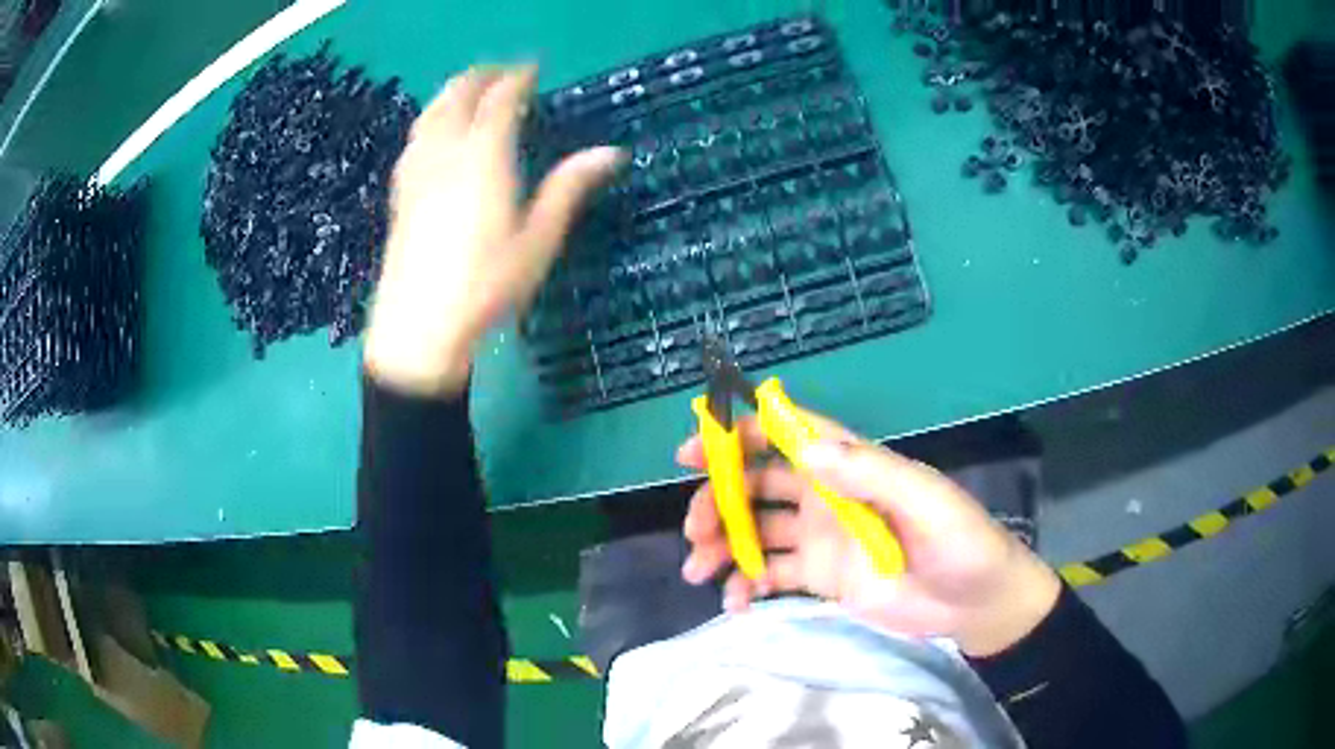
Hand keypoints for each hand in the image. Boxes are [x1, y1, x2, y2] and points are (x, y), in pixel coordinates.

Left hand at [365, 65, 623, 396]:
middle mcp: (446, 154)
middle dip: (480, 77)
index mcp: (484, 158)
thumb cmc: (486, 286)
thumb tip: (612, 151)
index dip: (518, 79)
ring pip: (431, 114)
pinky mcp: (401, 193)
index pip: (500, 100)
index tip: (533, 69)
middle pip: (458, 96)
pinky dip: (431, 121)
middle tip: (502, 72)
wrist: (419, 327)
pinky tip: (434, 133)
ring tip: (470, 92)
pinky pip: (415, 139)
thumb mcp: (538, 240)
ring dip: (452, 93)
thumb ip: (569, 188)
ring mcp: (417, 172)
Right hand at [676, 413, 1060, 657]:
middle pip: (756, 485)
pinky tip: (735, 603)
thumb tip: (803, 443)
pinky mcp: (820, 579)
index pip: (786, 434)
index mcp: (851, 467)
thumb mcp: (925, 502)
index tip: (694, 450)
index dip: (738, 434)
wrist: (977, 605)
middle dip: (718, 499)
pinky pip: (770, 576)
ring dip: (722, 545)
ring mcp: (821, 540)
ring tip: (699, 571)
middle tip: (694, 530)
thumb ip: (870, 473)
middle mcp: (827, 497)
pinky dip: (745, 585)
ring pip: (754, 531)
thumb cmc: (960, 543)